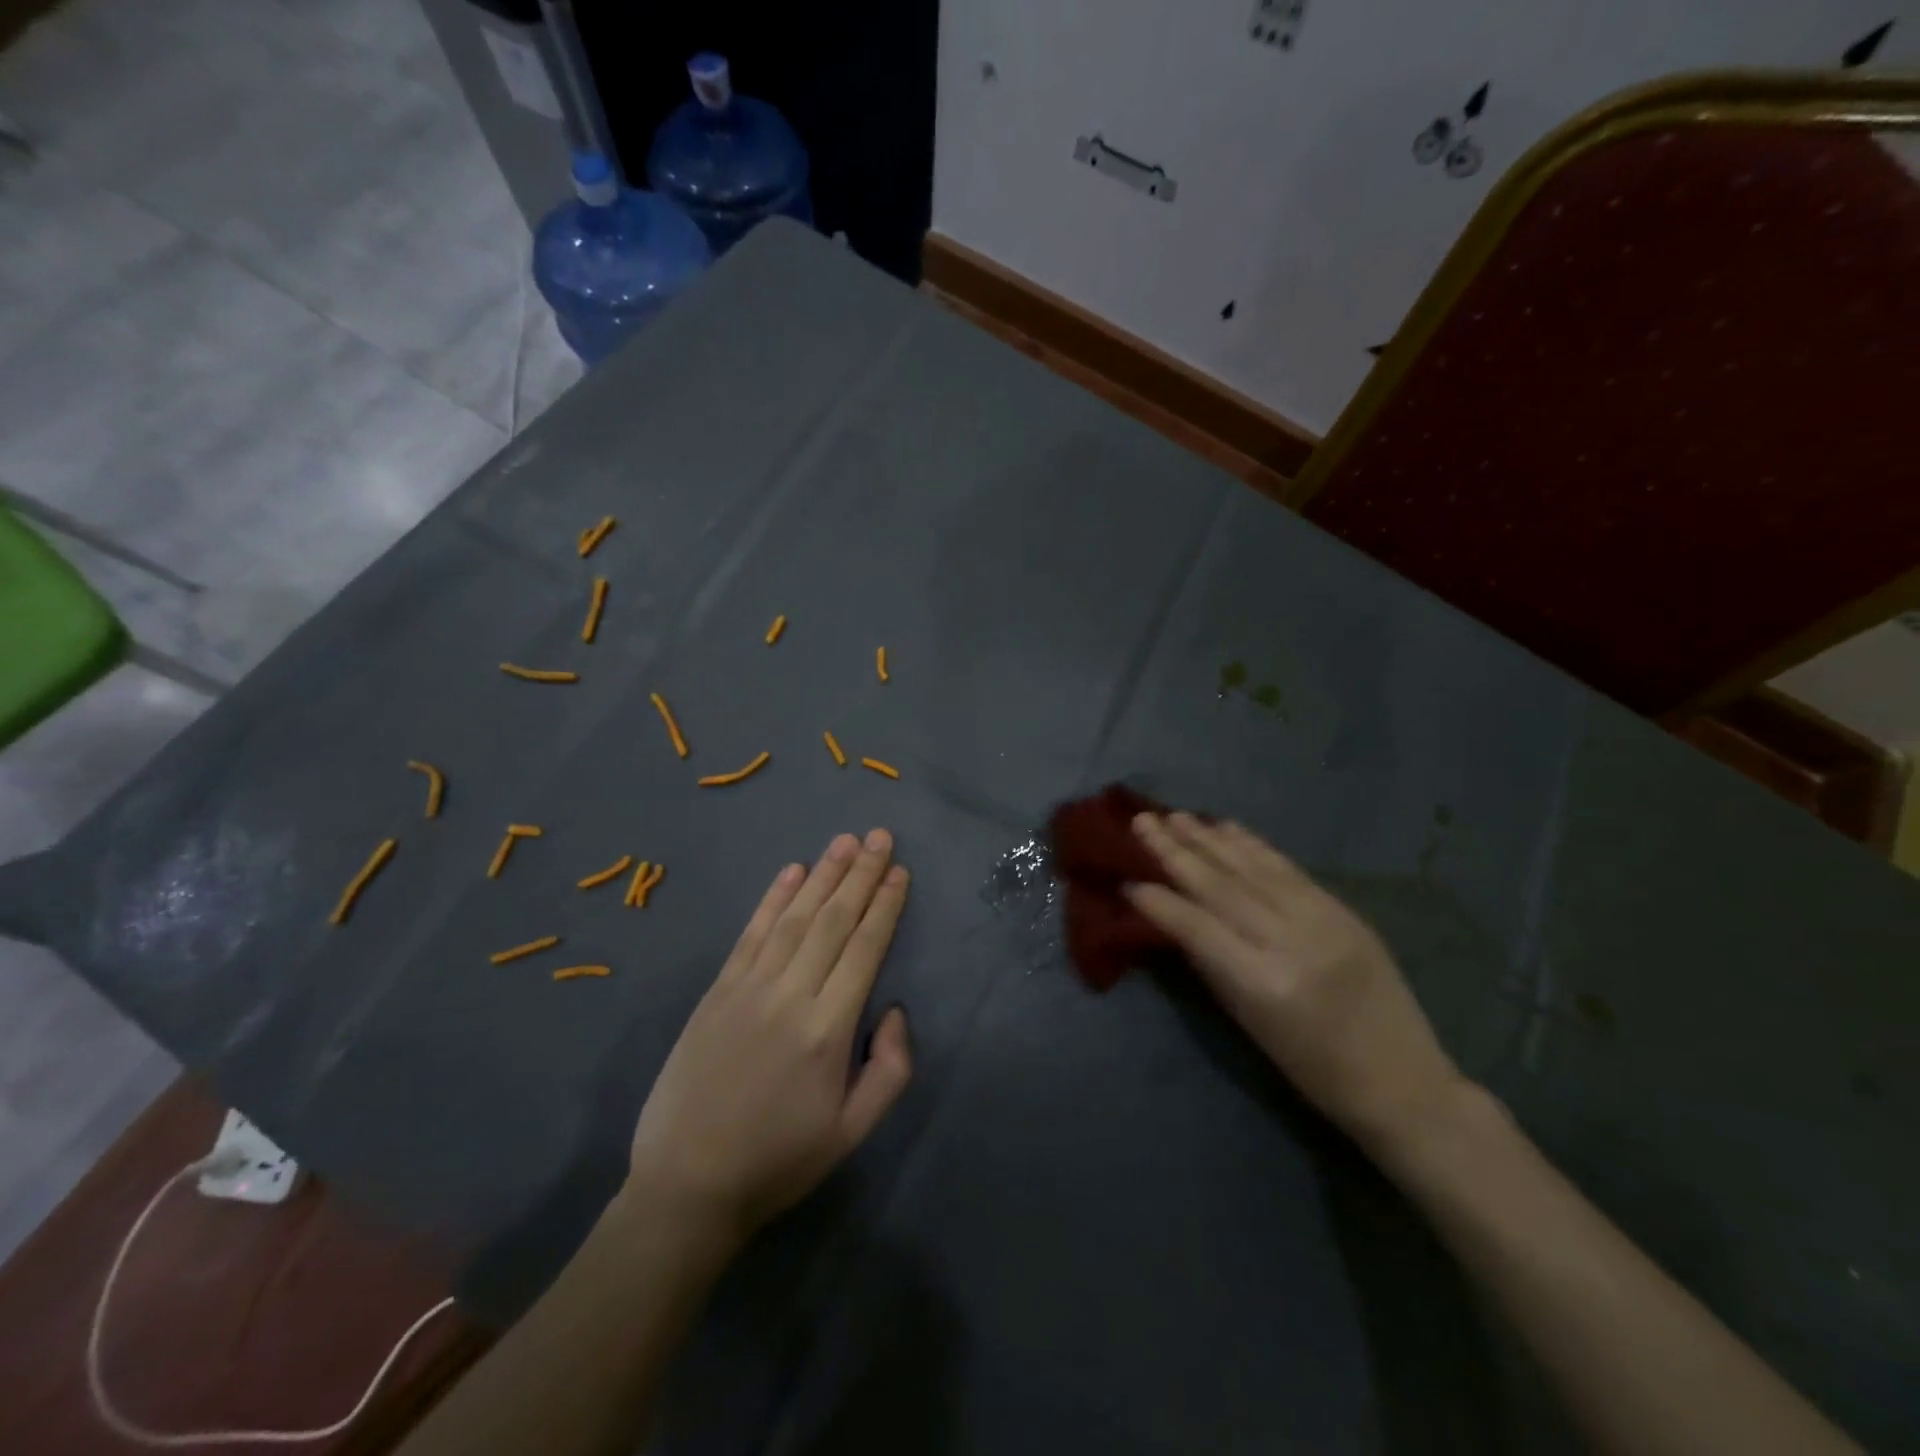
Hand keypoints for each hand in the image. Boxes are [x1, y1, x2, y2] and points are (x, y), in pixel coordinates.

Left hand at [623, 830, 912, 1249]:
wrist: (687, 1187)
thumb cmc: (779, 1160)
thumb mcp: (853, 1132)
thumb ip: (891, 1069)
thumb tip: (895, 1009)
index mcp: (828, 1030)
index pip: (864, 949)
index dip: (884, 905)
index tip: (899, 870)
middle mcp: (790, 996)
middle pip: (833, 921)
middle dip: (860, 874)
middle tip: (879, 835)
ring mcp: (748, 988)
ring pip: (794, 917)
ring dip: (823, 874)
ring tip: (844, 841)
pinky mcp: (717, 991)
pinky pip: (751, 933)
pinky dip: (772, 898)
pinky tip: (792, 872)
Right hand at [1127, 813, 1464, 1157]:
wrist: (1402, 1081)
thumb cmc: (1311, 1068)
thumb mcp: (1248, 1022)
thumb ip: (1210, 964)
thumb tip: (1173, 918)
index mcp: (1262, 982)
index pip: (1195, 926)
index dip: (1158, 901)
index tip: (1127, 880)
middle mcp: (1290, 941)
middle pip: (1220, 885)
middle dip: (1175, 852)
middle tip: (1141, 823)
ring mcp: (1321, 919)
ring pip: (1251, 868)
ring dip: (1208, 839)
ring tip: (1174, 816)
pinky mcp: (1342, 909)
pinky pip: (1286, 868)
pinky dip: (1252, 845)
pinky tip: (1225, 827)